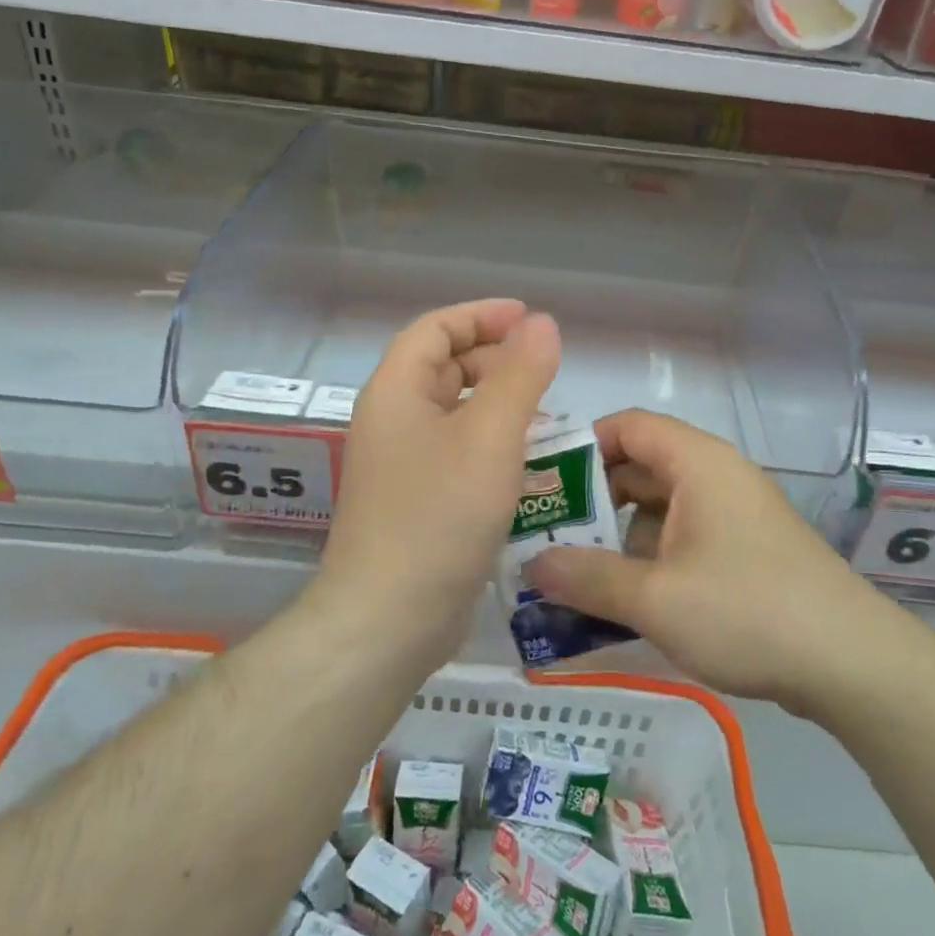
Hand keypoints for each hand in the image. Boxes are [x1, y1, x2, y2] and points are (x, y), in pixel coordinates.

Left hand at [320, 299, 560, 658]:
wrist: (388, 619)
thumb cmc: (439, 516)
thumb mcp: (490, 437)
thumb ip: (520, 375)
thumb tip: (543, 324)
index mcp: (396, 392)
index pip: (435, 329)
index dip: (481, 316)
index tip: (529, 318)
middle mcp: (392, 421)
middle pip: (443, 368)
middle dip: (493, 358)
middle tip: (544, 368)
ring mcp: (401, 465)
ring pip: (453, 413)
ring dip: (496, 402)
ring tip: (546, 411)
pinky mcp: (416, 502)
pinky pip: (456, 452)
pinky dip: (490, 443)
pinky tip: (526, 462)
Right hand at [527, 409, 867, 712]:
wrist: (851, 662)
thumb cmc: (747, 611)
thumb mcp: (654, 598)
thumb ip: (586, 577)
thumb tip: (530, 565)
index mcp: (697, 463)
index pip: (627, 425)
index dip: (580, 445)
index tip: (541, 483)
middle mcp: (715, 476)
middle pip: (639, 466)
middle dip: (591, 499)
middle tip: (543, 534)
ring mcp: (733, 514)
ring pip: (658, 507)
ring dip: (616, 535)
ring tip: (570, 571)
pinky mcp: (745, 550)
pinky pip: (682, 537)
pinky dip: (648, 557)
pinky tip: (621, 598)